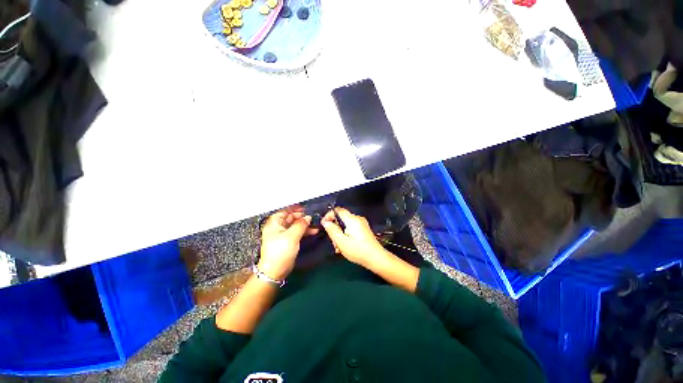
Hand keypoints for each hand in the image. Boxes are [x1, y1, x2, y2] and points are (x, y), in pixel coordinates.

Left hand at [259, 206, 317, 280]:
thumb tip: (308, 217)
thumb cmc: (280, 251)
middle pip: (290, 218)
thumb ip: (301, 225)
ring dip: (304, 224)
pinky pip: (297, 232)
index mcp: (274, 224)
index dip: (294, 208)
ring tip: (314, 224)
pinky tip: (313, 231)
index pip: (284, 211)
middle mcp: (278, 228)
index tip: (305, 208)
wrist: (275, 271)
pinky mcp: (288, 241)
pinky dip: (304, 231)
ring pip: (295, 225)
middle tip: (311, 216)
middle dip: (301, 217)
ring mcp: (283, 235)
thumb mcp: (292, 236)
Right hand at [321, 208, 387, 267]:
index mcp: (352, 219)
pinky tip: (345, 246)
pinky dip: (346, 235)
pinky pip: (351, 228)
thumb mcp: (341, 241)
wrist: (376, 258)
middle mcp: (357, 219)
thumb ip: (332, 230)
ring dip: (340, 234)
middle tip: (333, 241)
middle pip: (341, 218)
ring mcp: (362, 224)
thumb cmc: (358, 250)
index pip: (338, 210)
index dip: (329, 215)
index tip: (324, 225)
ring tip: (339, 247)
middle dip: (335, 228)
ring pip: (346, 225)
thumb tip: (325, 222)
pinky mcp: (364, 230)